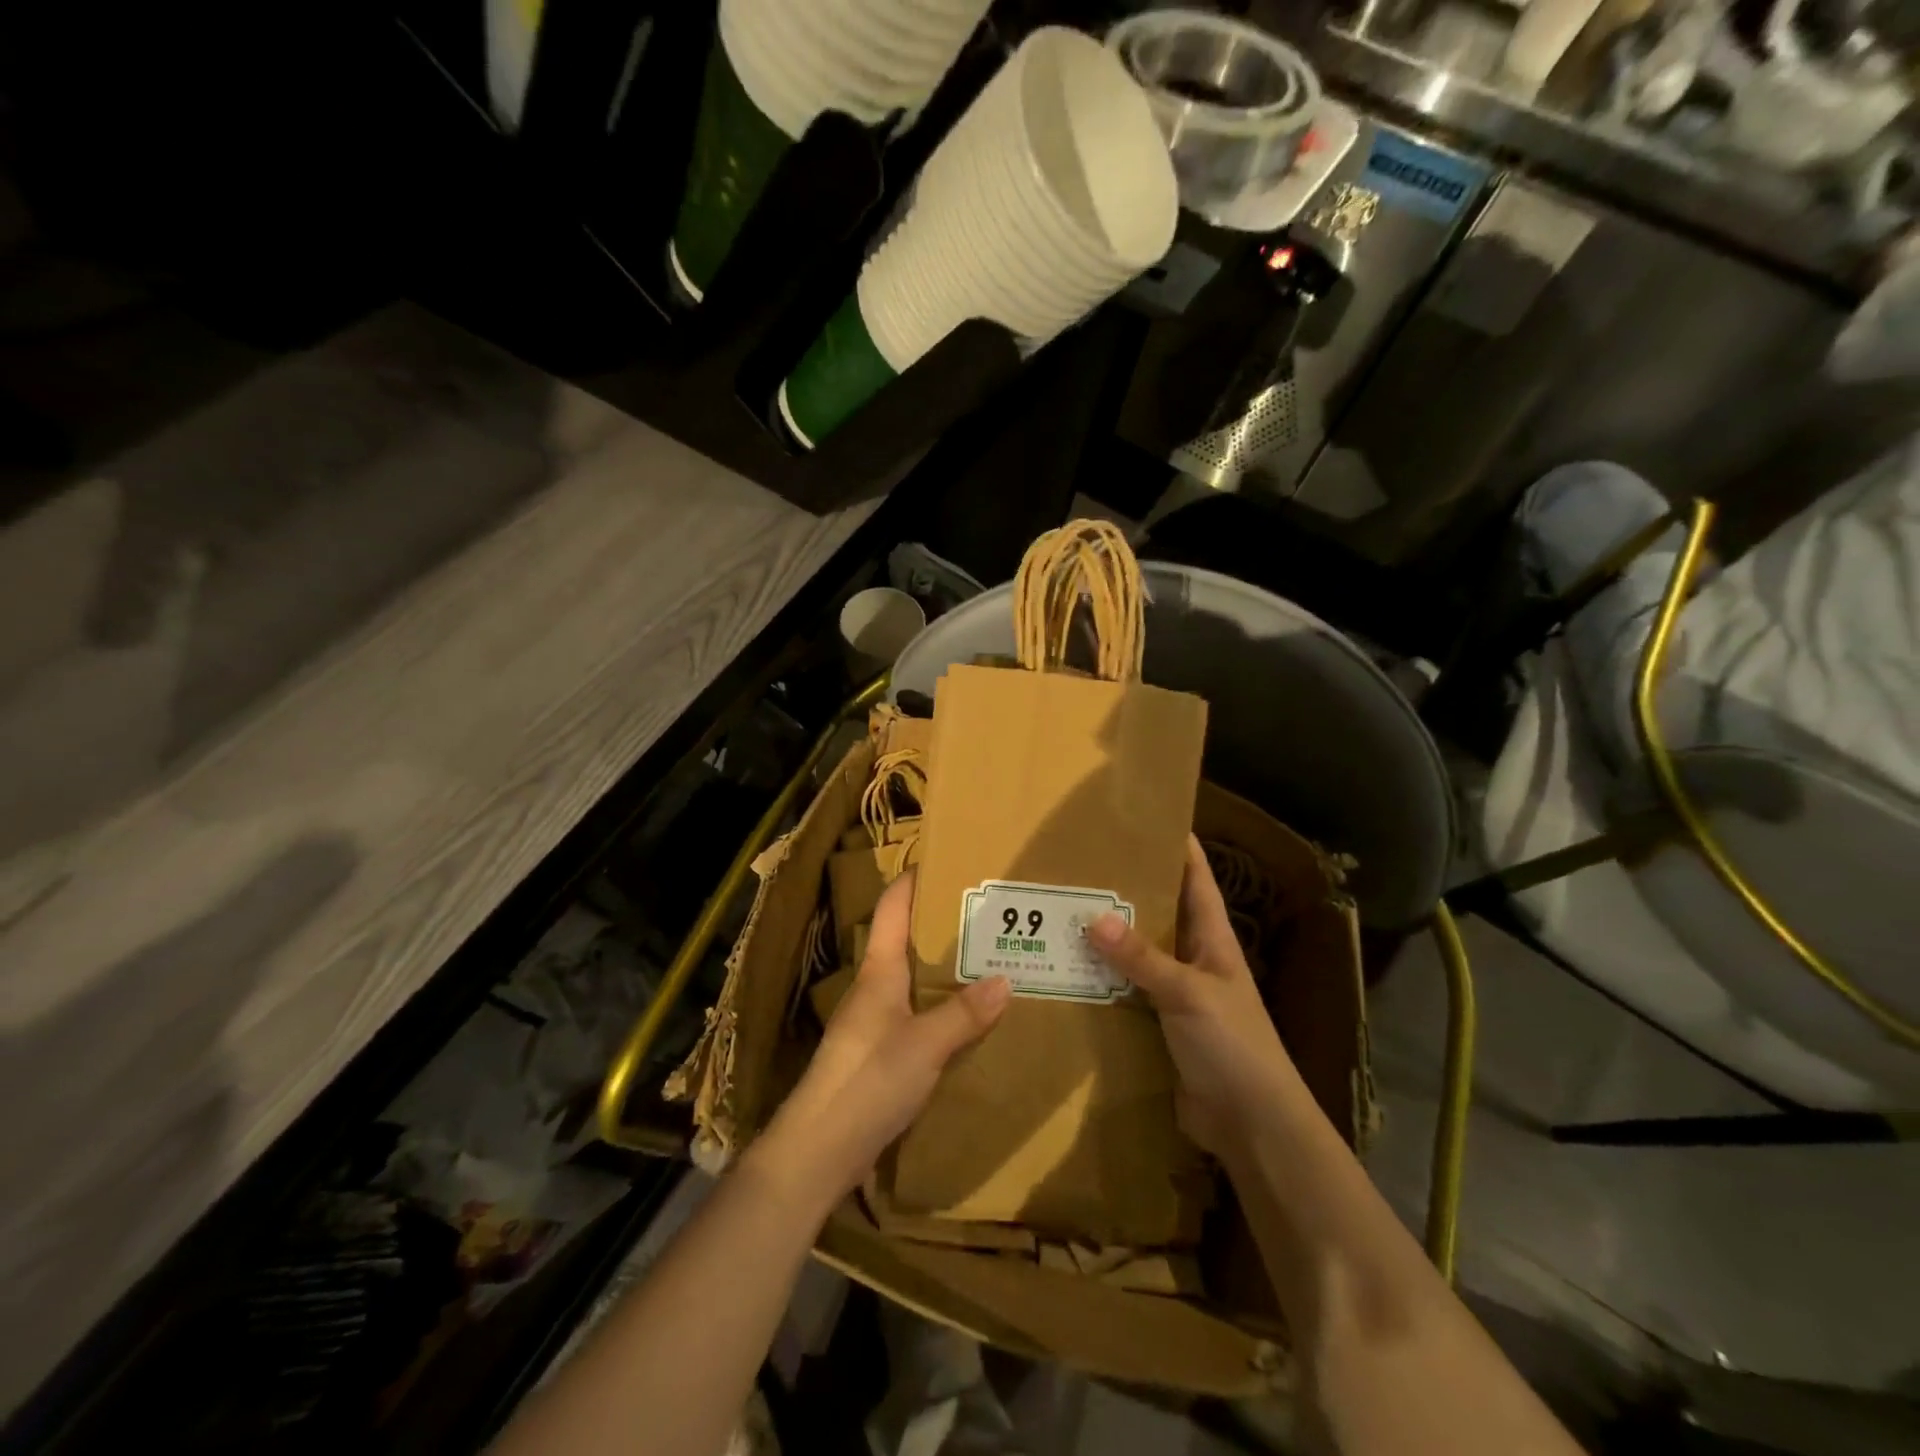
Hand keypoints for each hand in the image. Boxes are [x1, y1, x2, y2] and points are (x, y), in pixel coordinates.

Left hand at [755, 871, 1010, 1205]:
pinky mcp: (879, 1054)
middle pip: (907, 941)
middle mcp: (874, 987)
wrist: (819, 1148)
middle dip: (942, 925)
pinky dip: (941, 1006)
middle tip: (987, 914)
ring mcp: (874, 1022)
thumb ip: (964, 1013)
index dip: (913, 880)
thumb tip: (1005, 980)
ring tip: (988, 960)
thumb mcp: (925, 1044)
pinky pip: (916, 1014)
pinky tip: (968, 1018)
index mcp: (879, 970)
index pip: (893, 908)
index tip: (945, 860)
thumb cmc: (868, 1079)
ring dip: (944, 968)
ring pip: (913, 980)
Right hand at [1088, 836, 1301, 1158]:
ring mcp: (1176, 993)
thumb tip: (1094, 917)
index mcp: (1213, 939)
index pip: (1197, 880)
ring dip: (1108, 938)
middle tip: (1082, 864)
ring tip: (1063, 911)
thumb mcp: (1188, 993)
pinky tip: (1068, 970)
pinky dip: (1102, 981)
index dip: (1178, 847)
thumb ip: (1142, 958)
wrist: (1251, 1124)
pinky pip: (1125, 992)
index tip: (1147, 817)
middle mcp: (1194, 959)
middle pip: (1159, 913)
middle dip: (1126, 889)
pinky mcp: (1158, 1026)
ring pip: (1137, 954)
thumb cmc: (1233, 1045)